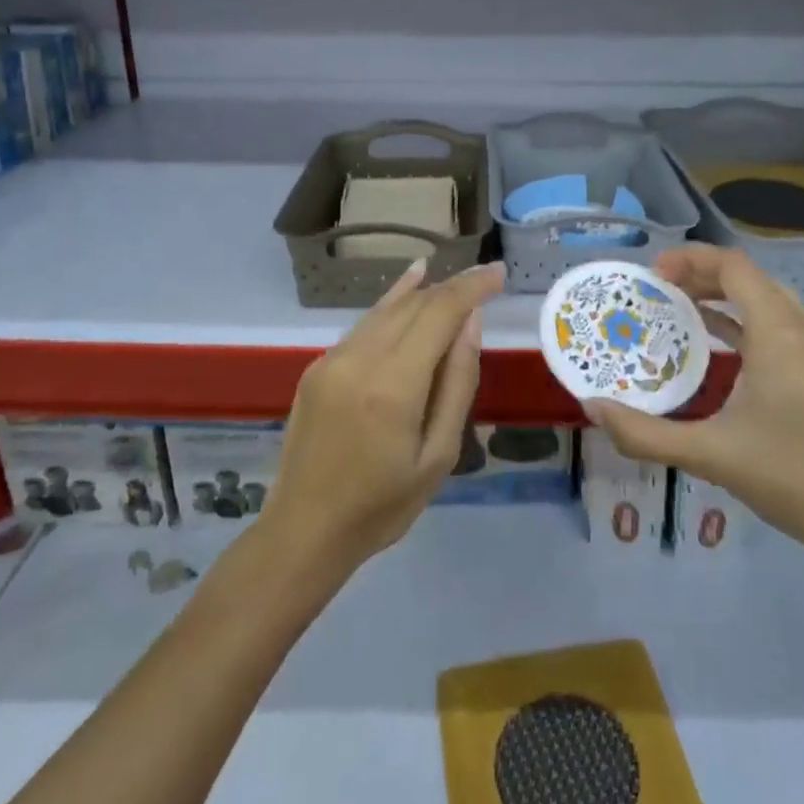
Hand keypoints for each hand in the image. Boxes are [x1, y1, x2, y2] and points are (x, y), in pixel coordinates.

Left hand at [267, 259, 504, 578]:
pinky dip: (393, 306)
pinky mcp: (318, 366)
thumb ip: (458, 383)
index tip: (499, 272)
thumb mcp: (439, 455)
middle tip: (486, 280)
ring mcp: (333, 359)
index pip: (440, 312)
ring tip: (457, 280)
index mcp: (393, 385)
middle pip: (415, 304)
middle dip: (453, 287)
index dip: (472, 286)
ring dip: (425, 293)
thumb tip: (471, 323)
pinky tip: (412, 287)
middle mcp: (359, 358)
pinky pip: (365, 325)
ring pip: (387, 309)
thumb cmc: (383, 505)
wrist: (304, 531)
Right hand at [583, 245, 803, 569]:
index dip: (692, 259)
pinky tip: (721, 345)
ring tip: (681, 308)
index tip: (653, 273)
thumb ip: (645, 433)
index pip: (734, 268)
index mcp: (780, 334)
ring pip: (769, 301)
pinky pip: (782, 326)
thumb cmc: (791, 478)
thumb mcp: (710, 454)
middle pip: (750, 279)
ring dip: (726, 297)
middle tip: (659, 289)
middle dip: (703, 275)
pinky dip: (747, 322)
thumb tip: (593, 409)